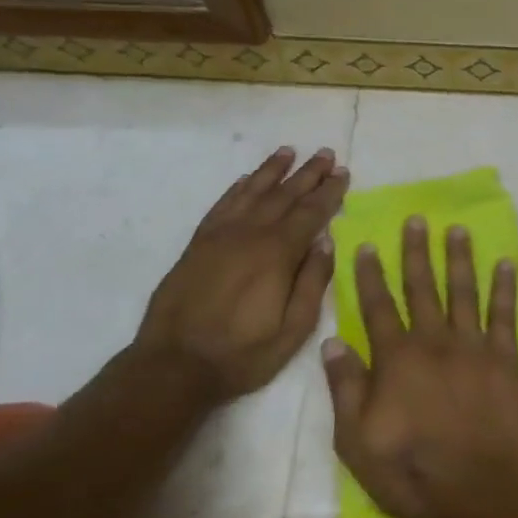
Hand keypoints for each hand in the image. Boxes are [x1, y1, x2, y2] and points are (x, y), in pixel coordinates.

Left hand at [131, 146, 348, 405]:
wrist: (173, 366)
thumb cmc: (242, 354)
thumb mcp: (293, 330)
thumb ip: (313, 283)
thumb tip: (327, 242)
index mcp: (277, 254)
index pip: (311, 213)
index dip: (329, 192)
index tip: (343, 172)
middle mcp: (249, 234)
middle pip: (284, 195)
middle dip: (308, 173)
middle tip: (326, 153)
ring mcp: (220, 236)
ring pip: (251, 192)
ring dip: (272, 170)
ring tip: (289, 152)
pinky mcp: (198, 244)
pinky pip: (222, 205)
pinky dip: (238, 188)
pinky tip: (247, 179)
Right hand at [323, 217, 517, 517]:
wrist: (476, 491)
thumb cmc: (409, 471)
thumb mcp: (356, 440)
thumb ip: (346, 387)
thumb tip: (333, 342)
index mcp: (396, 358)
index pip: (378, 306)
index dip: (370, 275)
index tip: (366, 245)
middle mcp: (434, 341)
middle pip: (422, 288)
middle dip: (416, 252)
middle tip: (417, 220)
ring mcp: (474, 347)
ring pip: (464, 292)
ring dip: (459, 259)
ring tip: (457, 230)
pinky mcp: (506, 360)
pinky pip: (505, 316)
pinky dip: (504, 288)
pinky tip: (505, 264)